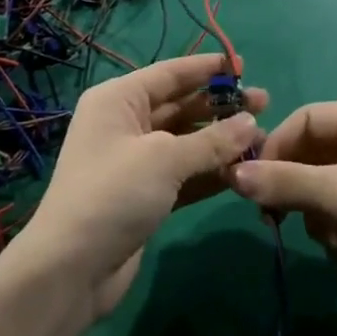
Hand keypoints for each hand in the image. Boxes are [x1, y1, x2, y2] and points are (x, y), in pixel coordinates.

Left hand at [20, 54, 266, 317]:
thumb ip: (211, 140)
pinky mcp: (145, 195)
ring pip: (186, 141)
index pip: (170, 73)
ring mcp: (134, 161)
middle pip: (181, 105)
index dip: (208, 68)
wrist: (71, 270)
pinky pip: (184, 173)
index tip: (245, 65)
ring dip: (220, 141)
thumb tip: (252, 122)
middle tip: (266, 104)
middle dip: (221, 106)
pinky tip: (243, 170)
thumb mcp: (164, 159)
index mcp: (119, 99)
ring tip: (263, 139)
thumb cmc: (113, 194)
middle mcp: (125, 123)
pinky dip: (210, 171)